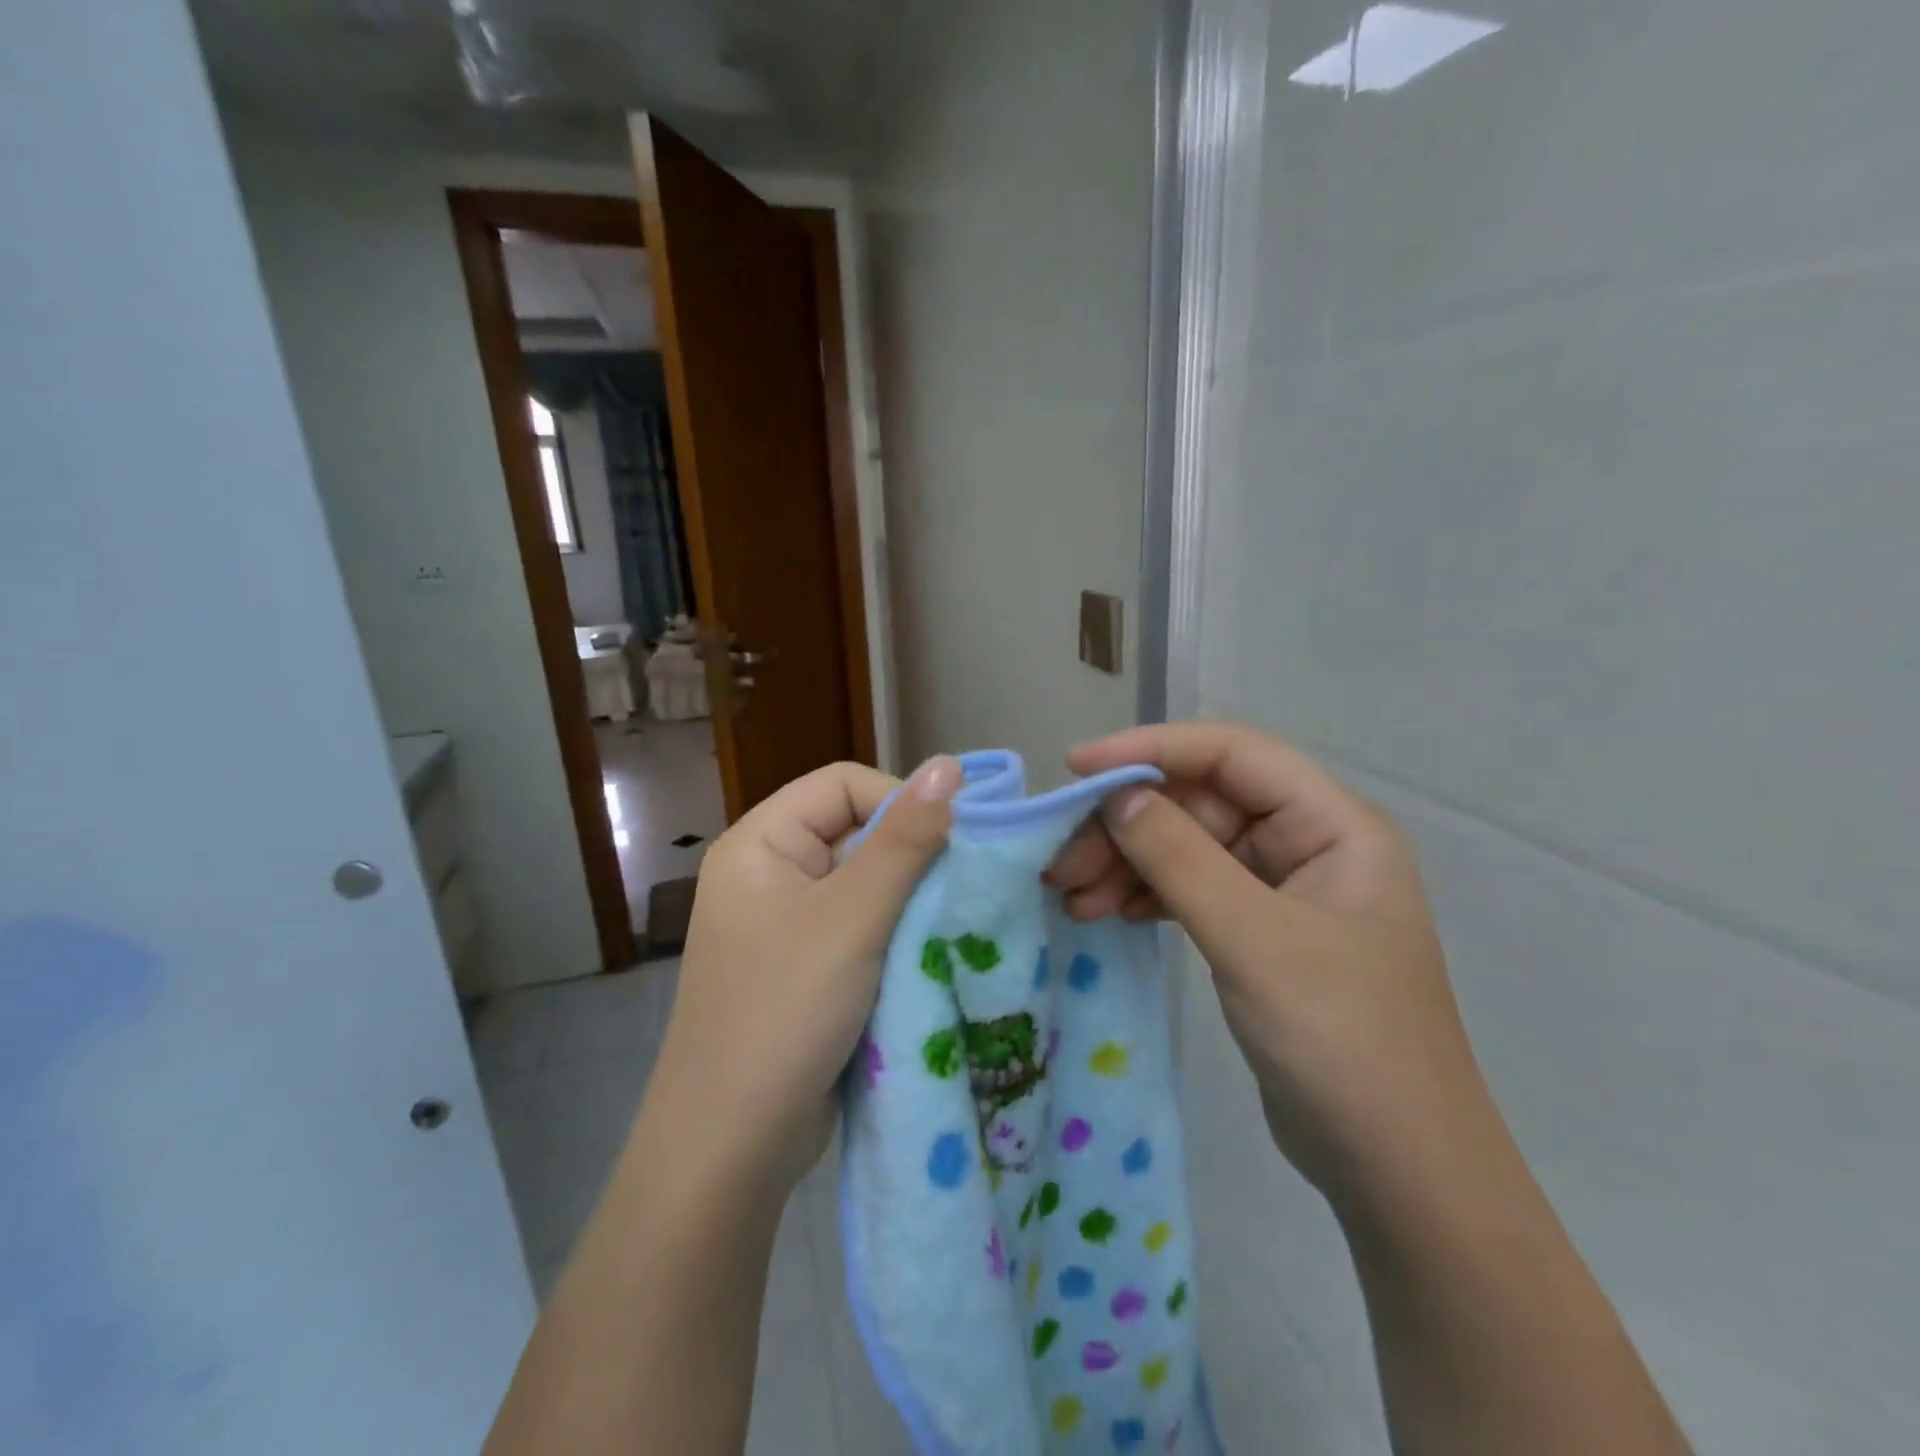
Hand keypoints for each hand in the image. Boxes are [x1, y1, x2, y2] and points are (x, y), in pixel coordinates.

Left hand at [642, 756, 960, 1199]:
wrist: (731, 1150)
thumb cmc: (783, 1014)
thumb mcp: (851, 919)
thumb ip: (903, 841)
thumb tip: (950, 765)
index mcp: (760, 844)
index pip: (843, 785)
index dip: (899, 801)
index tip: (951, 843)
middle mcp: (770, 874)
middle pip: (857, 832)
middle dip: (912, 857)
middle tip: (962, 888)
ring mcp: (788, 923)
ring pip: (868, 884)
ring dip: (911, 901)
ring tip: (954, 924)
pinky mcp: (809, 967)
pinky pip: (864, 928)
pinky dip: (899, 936)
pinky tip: (933, 955)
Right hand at [1047, 723, 1493, 1203]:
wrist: (1396, 1170)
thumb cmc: (1342, 1042)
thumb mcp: (1254, 941)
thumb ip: (1180, 858)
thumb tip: (1116, 794)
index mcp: (1333, 824)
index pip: (1232, 754)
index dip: (1152, 749)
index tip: (1078, 769)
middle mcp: (1309, 843)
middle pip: (1200, 803)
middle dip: (1128, 827)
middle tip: (1061, 862)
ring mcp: (1283, 889)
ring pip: (1187, 847)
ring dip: (1127, 864)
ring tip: (1071, 896)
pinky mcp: (1258, 932)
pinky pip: (1191, 890)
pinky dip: (1146, 896)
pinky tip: (1107, 912)